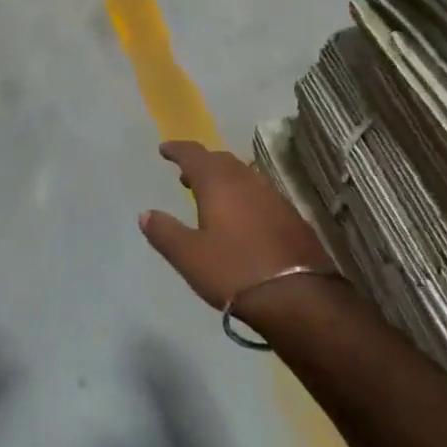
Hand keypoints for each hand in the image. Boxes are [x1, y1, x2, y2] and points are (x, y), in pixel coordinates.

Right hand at [139, 141, 332, 309]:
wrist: (300, 298)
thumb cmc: (235, 271)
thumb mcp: (189, 256)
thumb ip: (165, 232)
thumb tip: (146, 214)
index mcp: (219, 184)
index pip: (194, 155)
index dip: (177, 149)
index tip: (164, 149)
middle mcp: (247, 182)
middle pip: (221, 160)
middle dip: (201, 163)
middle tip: (185, 173)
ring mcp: (273, 198)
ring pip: (243, 176)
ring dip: (224, 178)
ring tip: (210, 194)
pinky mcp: (291, 217)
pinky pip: (259, 194)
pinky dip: (243, 195)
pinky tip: (240, 216)